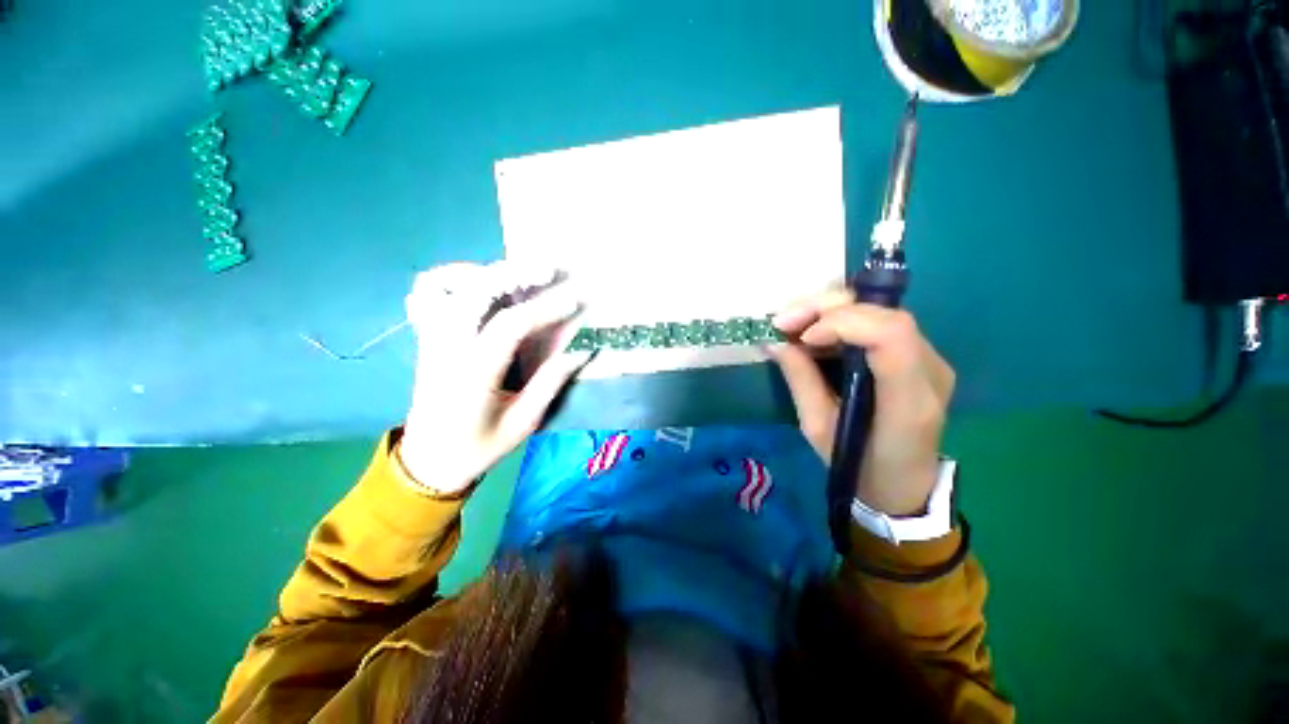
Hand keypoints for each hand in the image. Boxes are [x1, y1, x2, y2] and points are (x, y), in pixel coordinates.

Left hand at [398, 262, 588, 494]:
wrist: (428, 460)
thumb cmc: (479, 447)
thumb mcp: (523, 424)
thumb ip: (551, 383)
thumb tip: (582, 351)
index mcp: (473, 375)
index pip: (509, 326)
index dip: (545, 309)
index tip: (574, 300)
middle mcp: (447, 348)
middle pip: (475, 292)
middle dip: (515, 274)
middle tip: (550, 271)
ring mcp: (432, 339)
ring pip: (450, 286)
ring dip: (488, 272)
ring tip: (522, 274)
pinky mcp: (427, 337)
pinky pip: (431, 293)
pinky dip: (456, 278)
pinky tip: (481, 282)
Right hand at [773, 291, 954, 516]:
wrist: (903, 485)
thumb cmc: (857, 465)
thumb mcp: (818, 428)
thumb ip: (800, 380)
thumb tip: (775, 342)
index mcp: (907, 401)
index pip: (891, 335)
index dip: (842, 323)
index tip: (801, 337)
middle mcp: (930, 371)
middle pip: (884, 314)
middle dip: (826, 308)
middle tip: (783, 321)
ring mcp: (931, 360)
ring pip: (880, 311)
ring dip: (829, 310)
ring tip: (791, 325)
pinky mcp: (920, 356)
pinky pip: (878, 323)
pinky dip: (840, 321)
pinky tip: (814, 333)